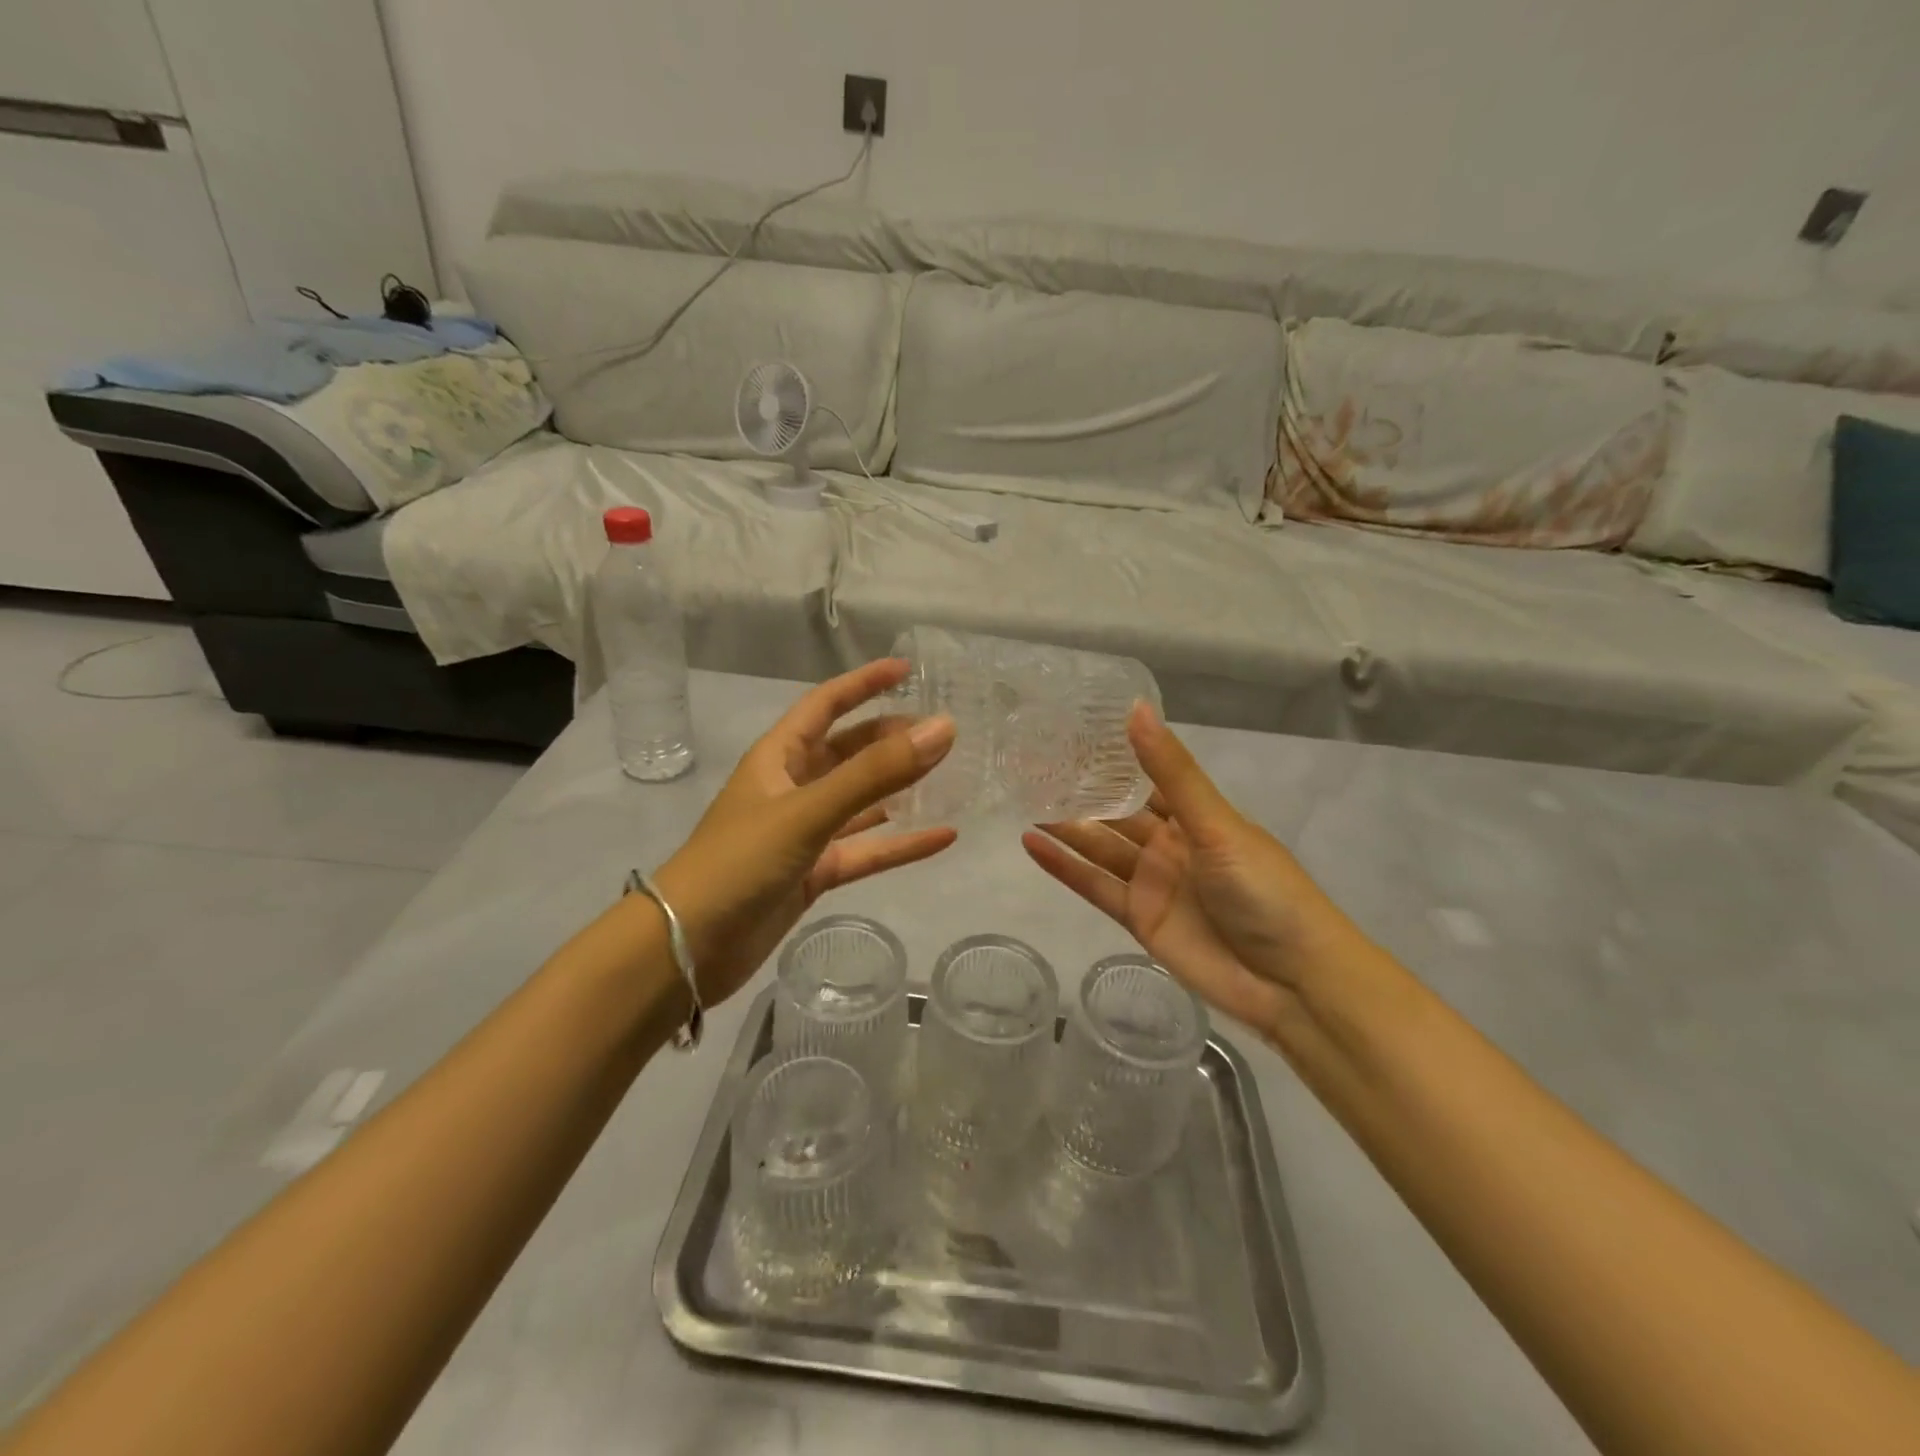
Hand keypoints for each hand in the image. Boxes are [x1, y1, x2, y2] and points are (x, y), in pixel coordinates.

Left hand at [653, 659, 955, 1006]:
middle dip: (889, 738)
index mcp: (778, 758)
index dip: (864, 683)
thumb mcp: (808, 811)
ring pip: (861, 800)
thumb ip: (875, 773)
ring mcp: (804, 833)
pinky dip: (901, 844)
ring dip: (898, 788)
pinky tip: (942, 838)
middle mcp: (792, 788)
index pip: (825, 704)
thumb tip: (942, 730)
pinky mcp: (814, 873)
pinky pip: (867, 850)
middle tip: (940, 733)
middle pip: (848, 751)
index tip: (908, 670)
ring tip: (946, 775)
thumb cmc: (740, 862)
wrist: (689, 947)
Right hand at [1022, 703, 1366, 1042]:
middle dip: (1080, 791)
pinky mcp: (1137, 918)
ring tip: (1022, 797)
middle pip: (1115, 813)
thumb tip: (1135, 708)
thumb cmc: (1264, 889)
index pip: (1145, 778)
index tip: (1069, 731)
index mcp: (1195, 816)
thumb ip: (1171, 772)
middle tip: (1031, 764)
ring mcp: (1151, 882)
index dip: (1111, 757)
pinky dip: (1064, 867)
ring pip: (1099, 848)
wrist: (1291, 981)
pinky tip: (1032, 843)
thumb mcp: (1216, 824)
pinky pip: (1094, 886)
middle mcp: (1169, 844)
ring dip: (1064, 825)